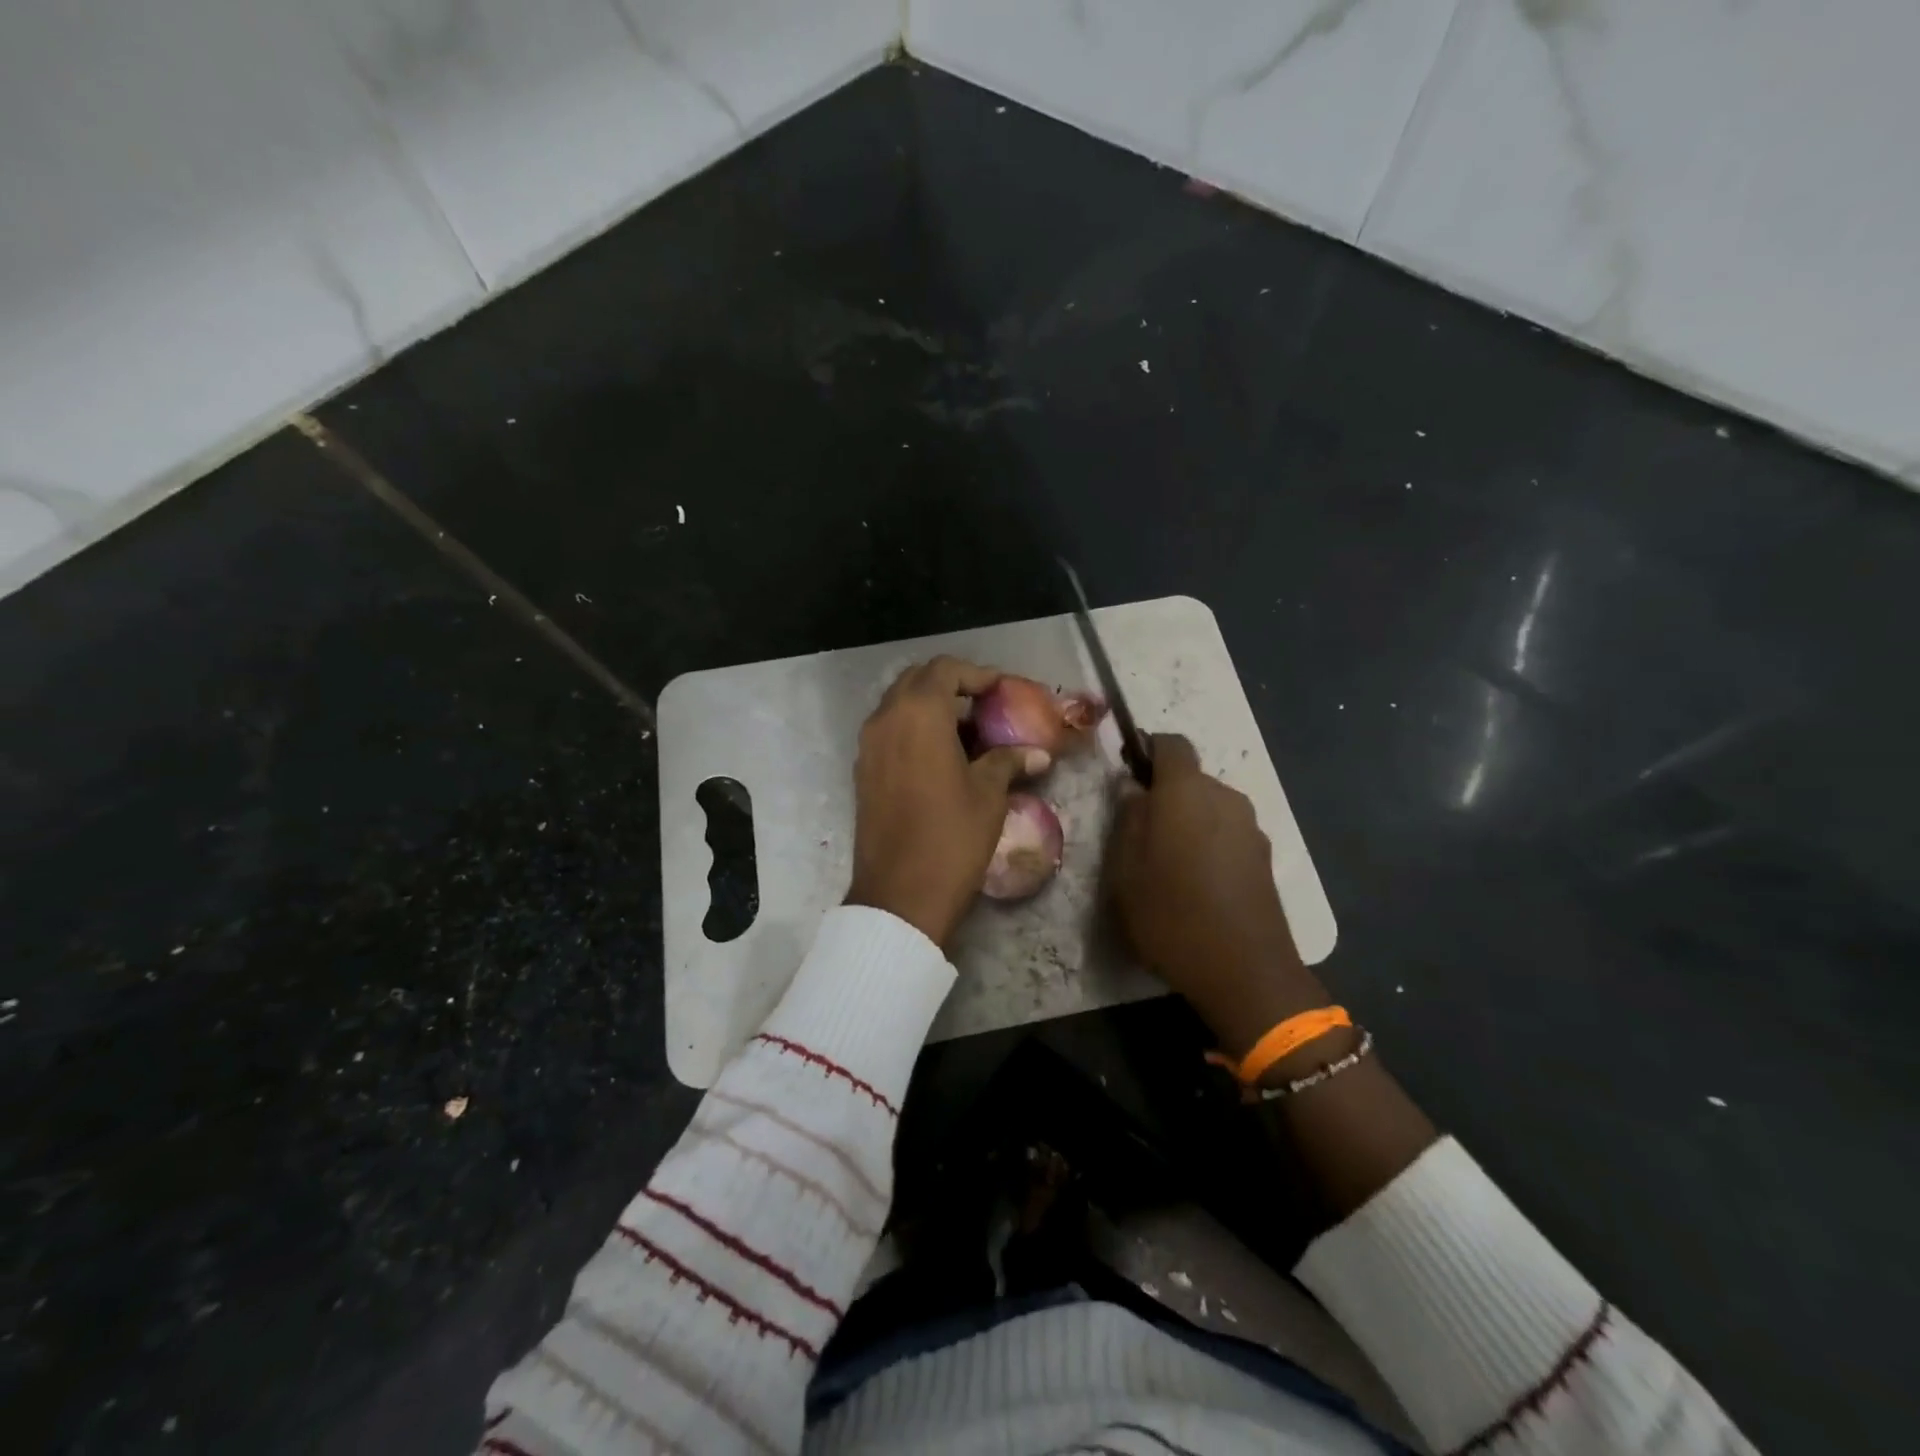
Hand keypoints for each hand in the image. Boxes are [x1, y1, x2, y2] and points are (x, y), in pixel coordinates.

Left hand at [846, 657, 1050, 947]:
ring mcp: (868, 745)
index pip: (945, 670)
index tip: (1002, 690)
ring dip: (930, 707)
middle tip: (983, 705)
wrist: (900, 894)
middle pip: (917, 680)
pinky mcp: (862, 770)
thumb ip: (1008, 761)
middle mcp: (886, 719)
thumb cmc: (951, 837)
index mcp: (919, 714)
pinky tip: (941, 756)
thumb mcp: (988, 794)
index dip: (977, 674)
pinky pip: (888, 731)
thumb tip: (1039, 754)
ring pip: (898, 705)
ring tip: (966, 732)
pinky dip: (913, 729)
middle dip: (951, 685)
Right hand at [1106, 734, 1326, 1053]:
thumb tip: (1131, 788)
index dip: (1147, 750)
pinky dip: (1209, 843)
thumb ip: (1127, 819)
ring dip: (1187, 821)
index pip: (1171, 744)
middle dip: (1164, 795)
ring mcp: (1251, 827)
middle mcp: (1225, 797)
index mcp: (1187, 792)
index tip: (1127, 775)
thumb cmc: (1172, 914)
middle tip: (1138, 833)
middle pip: (1190, 778)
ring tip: (1166, 864)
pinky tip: (1197, 883)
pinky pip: (1227, 832)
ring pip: (1209, 807)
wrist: (1246, 972)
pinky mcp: (1265, 857)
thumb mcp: (1126, 870)